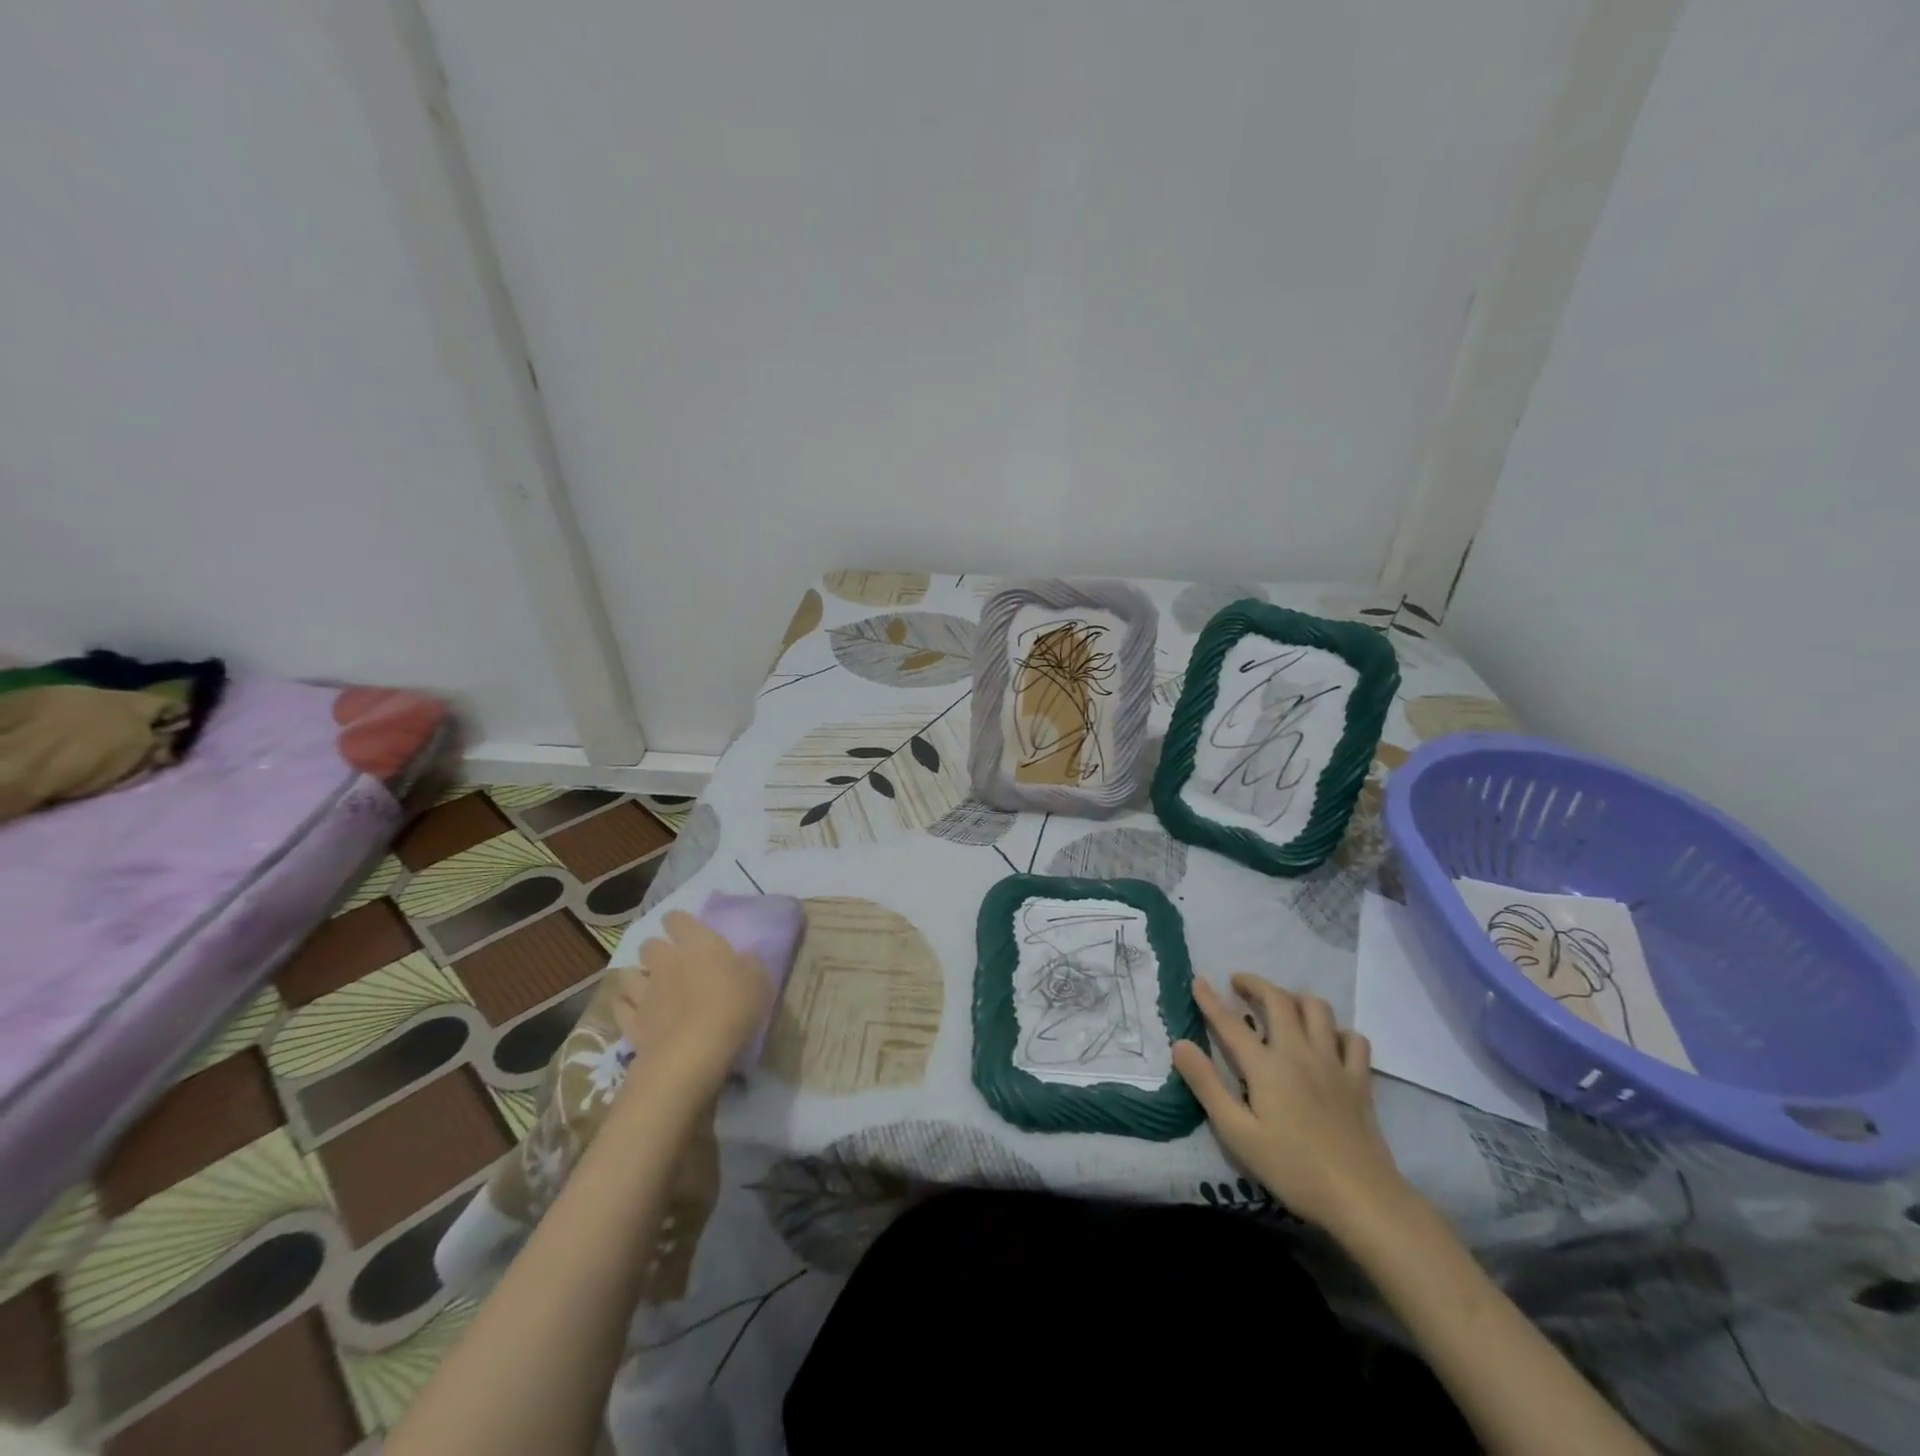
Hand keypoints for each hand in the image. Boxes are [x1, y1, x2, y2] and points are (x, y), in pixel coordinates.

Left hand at [614, 910, 773, 1091]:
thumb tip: (744, 958)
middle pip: (649, 944)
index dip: (679, 923)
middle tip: (671, 963)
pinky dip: (626, 1006)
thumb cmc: (732, 1008)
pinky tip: (636, 1012)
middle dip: (656, 950)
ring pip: (628, 974)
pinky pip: (621, 1006)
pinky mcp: (631, 1022)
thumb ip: (750, 964)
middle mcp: (665, 960)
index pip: (677, 919)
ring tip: (649, 987)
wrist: (692, 1054)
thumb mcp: (760, 981)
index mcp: (698, 943)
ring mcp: (644, 991)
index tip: (687, 932)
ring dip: (637, 977)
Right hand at [1174, 975, 1412, 1239]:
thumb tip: (1180, 1045)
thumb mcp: (1238, 1133)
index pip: (1230, 1023)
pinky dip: (1338, 1031)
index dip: (1210, 1000)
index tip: (1198, 981)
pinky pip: (1354, 1039)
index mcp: (1266, 1066)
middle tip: (1239, 984)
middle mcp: (1299, 1053)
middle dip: (1256, 984)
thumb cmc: (1293, 1169)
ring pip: (1318, 1009)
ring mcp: (1333, 1064)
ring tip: (1282, 1004)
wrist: (1362, 1199)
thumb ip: (1207, 1085)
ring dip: (1296, 998)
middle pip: (1279, 1000)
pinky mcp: (1360, 1081)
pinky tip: (1329, 1041)